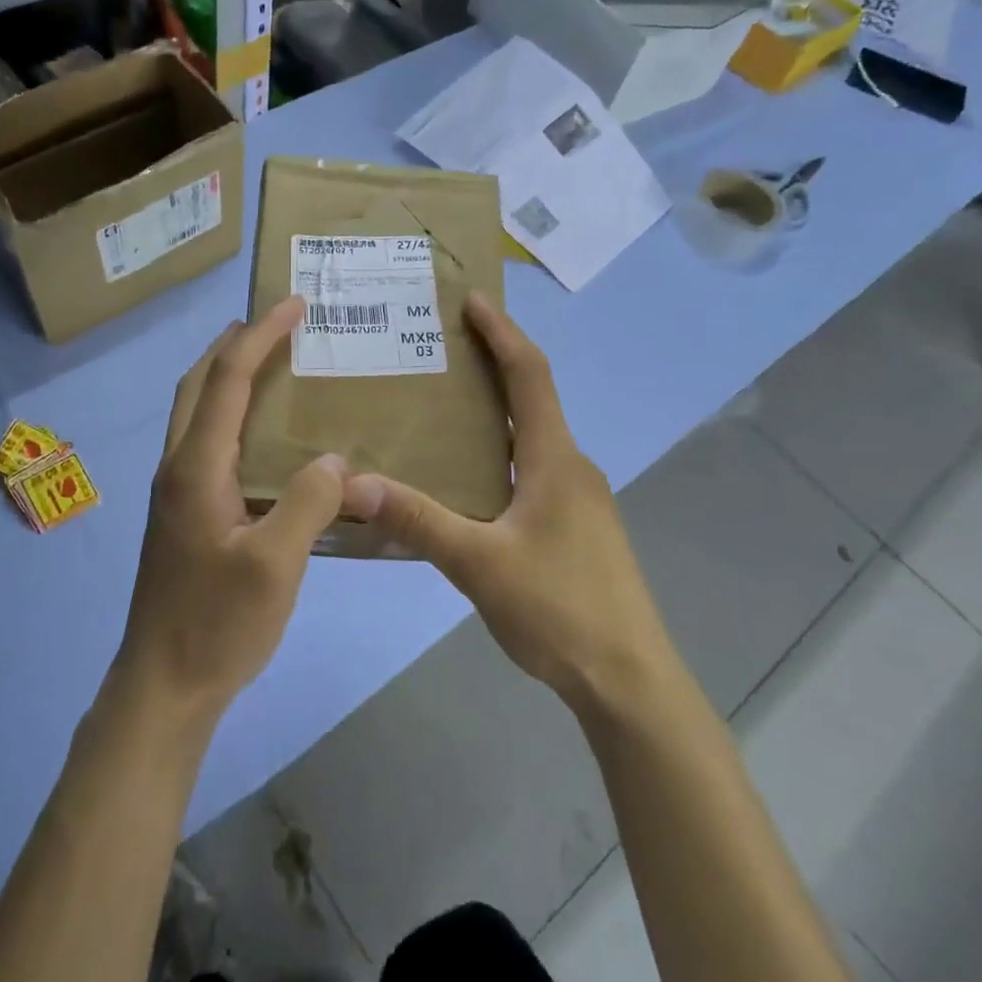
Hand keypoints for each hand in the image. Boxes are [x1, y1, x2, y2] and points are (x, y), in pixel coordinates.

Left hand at [116, 296, 347, 724]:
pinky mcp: (181, 514)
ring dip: (225, 376)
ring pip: (195, 412)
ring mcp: (174, 491)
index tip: (294, 305)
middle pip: (198, 384)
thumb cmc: (217, 624)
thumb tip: (335, 460)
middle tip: (275, 324)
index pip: (227, 379)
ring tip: (269, 365)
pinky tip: (260, 438)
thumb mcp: (276, 565)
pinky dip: (228, 414)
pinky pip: (203, 441)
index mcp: (196, 466)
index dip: (261, 336)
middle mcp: (177, 467)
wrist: (162, 686)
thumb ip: (309, 503)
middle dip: (234, 344)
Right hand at [342, 293, 668, 716]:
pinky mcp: (576, 528)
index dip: (501, 333)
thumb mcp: (479, 563)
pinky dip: (500, 452)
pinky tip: (466, 479)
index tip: (472, 300)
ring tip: (442, 405)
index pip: (530, 374)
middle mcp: (571, 467)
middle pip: (532, 398)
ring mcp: (578, 500)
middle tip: (440, 347)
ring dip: (495, 412)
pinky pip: (532, 470)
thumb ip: (417, 520)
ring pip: (532, 438)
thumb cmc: (560, 610)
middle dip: (492, 364)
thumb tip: (352, 482)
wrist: (629, 681)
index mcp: (554, 459)